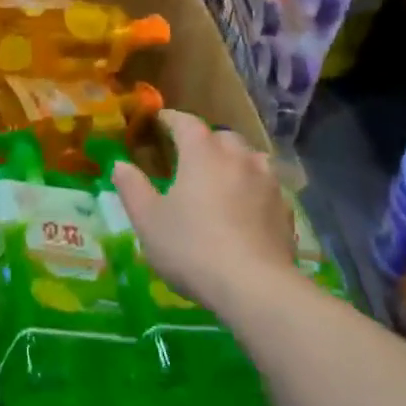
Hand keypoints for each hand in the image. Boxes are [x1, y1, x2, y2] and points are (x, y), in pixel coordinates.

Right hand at [110, 109, 295, 310]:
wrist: (255, 287)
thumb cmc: (192, 247)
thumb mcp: (148, 221)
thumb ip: (132, 188)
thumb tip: (119, 164)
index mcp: (202, 152)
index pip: (185, 122)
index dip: (170, 119)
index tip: (159, 121)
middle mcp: (238, 156)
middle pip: (221, 137)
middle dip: (205, 141)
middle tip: (189, 157)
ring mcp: (268, 181)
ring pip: (250, 158)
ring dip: (234, 162)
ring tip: (221, 180)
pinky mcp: (286, 209)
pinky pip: (266, 187)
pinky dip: (253, 189)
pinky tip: (246, 209)